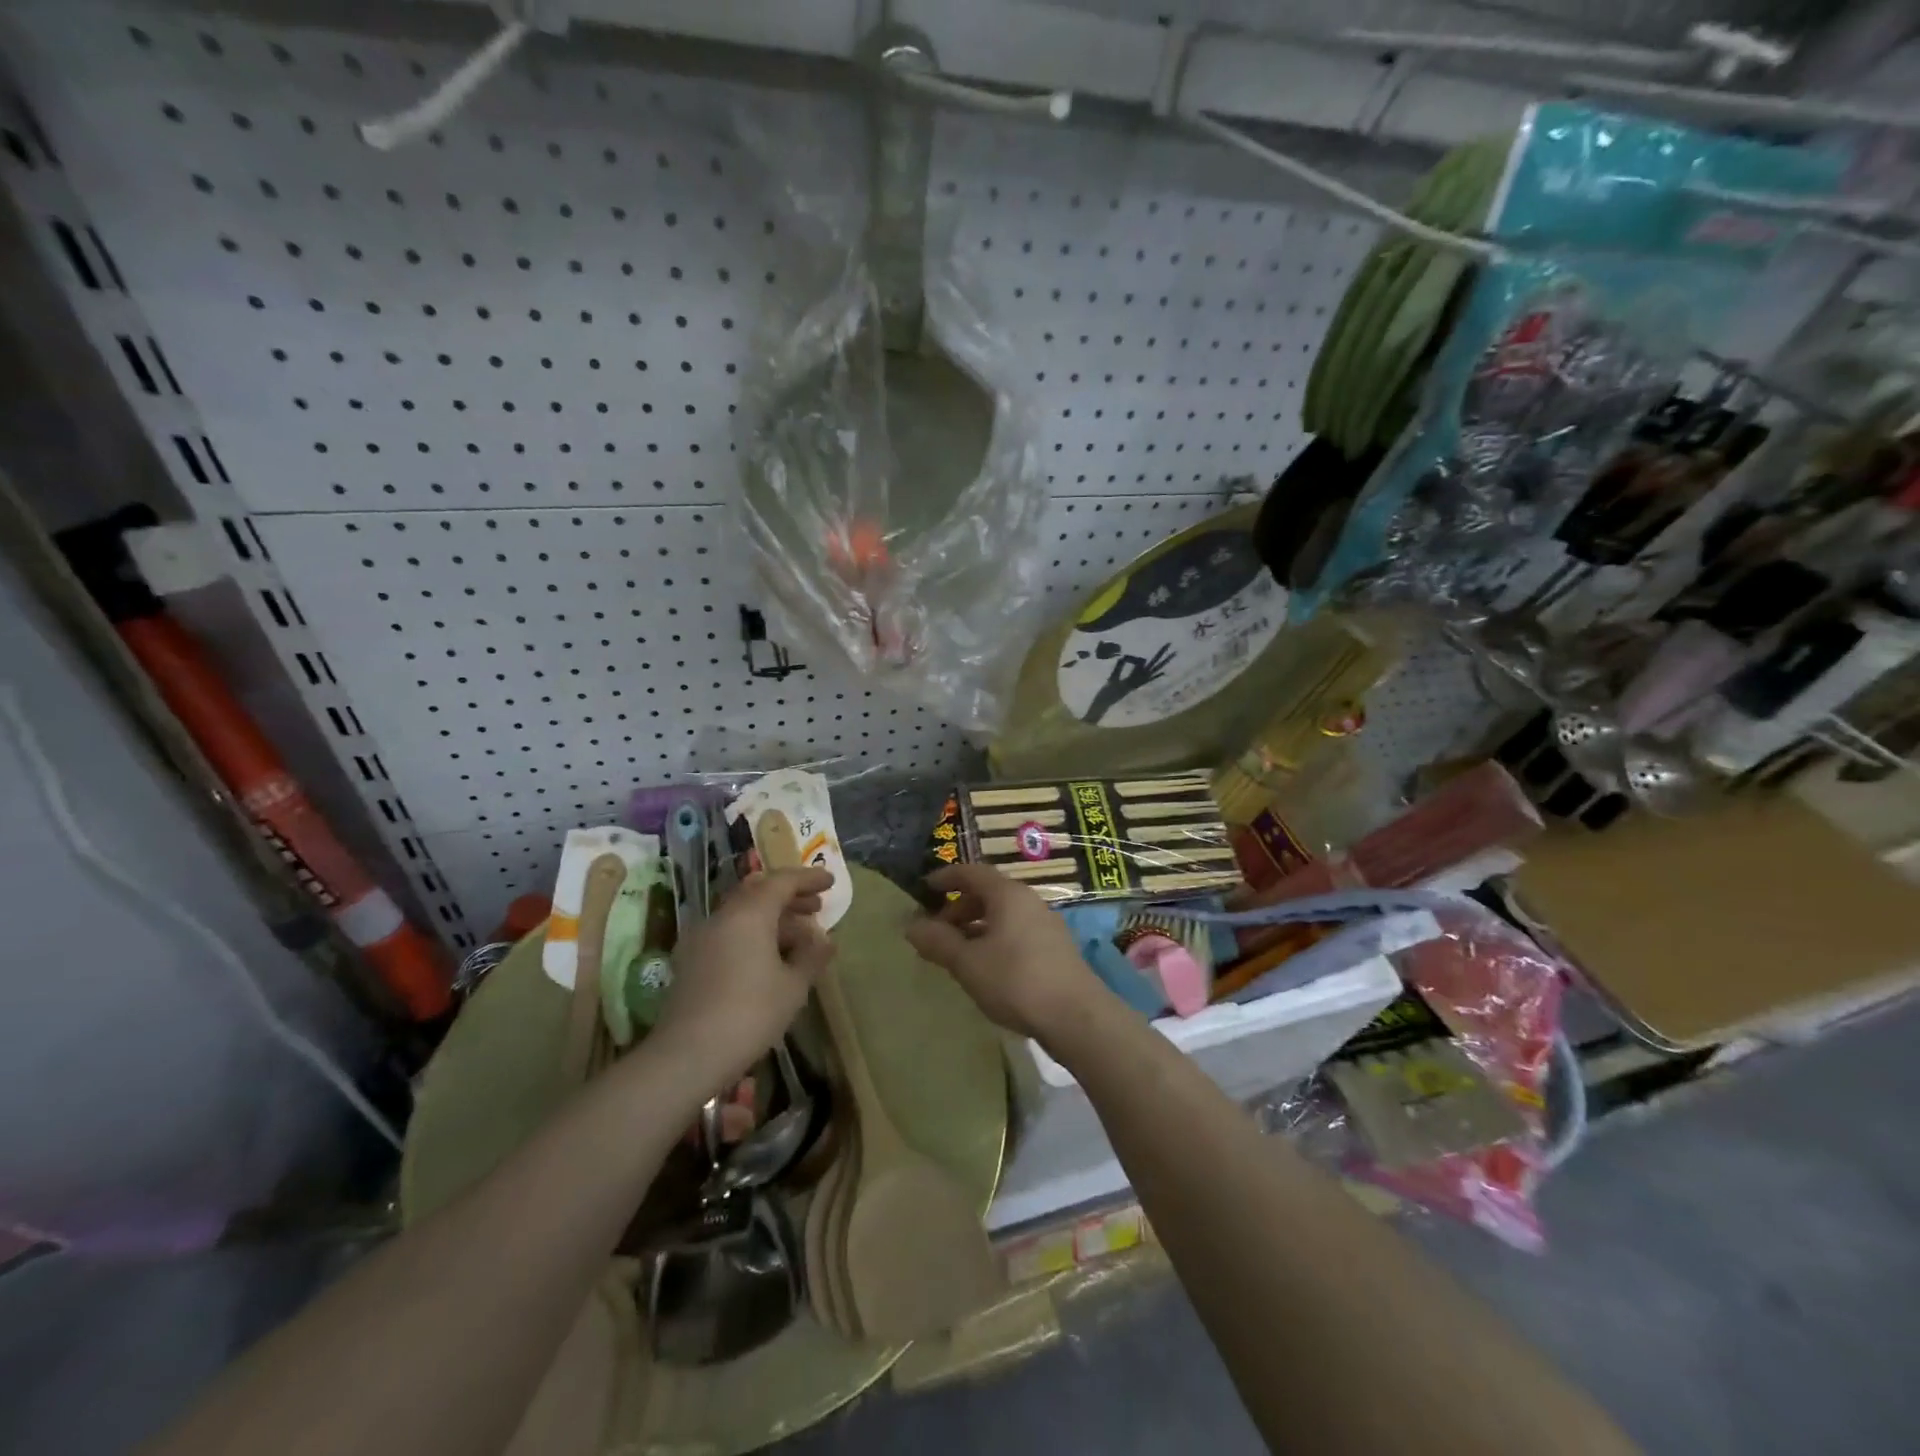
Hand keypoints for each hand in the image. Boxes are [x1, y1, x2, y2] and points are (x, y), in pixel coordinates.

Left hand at [655, 867, 835, 1089]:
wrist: (687, 1055)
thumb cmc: (750, 1014)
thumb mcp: (793, 987)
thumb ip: (812, 956)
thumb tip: (824, 940)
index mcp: (749, 914)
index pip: (782, 882)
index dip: (809, 879)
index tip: (830, 882)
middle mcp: (722, 916)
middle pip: (759, 892)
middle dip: (789, 897)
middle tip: (816, 908)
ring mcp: (701, 938)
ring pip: (742, 913)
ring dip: (771, 918)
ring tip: (798, 937)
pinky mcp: (690, 960)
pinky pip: (728, 933)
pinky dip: (752, 934)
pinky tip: (768, 958)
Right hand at [904, 863, 1107, 1042]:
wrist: (1077, 1016)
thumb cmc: (1016, 980)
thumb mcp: (968, 962)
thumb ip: (938, 941)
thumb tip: (911, 925)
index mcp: (1008, 894)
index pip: (972, 872)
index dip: (946, 877)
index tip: (925, 888)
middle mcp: (1029, 901)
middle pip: (989, 893)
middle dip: (959, 908)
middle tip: (937, 931)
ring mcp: (1046, 924)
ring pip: (1004, 915)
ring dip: (977, 926)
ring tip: (958, 953)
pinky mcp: (1056, 948)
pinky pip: (1017, 931)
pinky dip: (995, 939)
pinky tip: (987, 967)